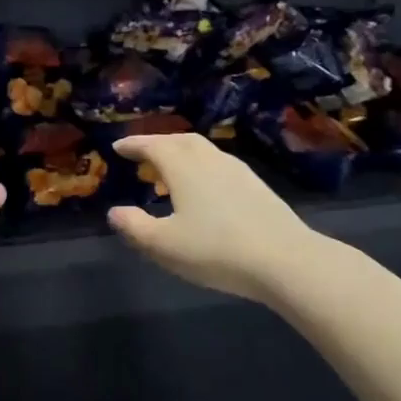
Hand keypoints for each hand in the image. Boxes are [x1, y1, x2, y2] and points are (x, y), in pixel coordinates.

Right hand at [106, 134, 321, 304]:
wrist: (285, 260)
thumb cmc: (216, 250)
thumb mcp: (164, 245)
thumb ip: (135, 227)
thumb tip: (115, 212)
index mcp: (184, 167)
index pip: (153, 146)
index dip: (133, 145)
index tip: (117, 147)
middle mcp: (209, 160)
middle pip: (180, 141)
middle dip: (157, 143)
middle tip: (142, 155)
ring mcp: (237, 171)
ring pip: (202, 151)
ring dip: (181, 154)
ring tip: (169, 172)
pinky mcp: (256, 186)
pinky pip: (218, 164)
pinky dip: (201, 167)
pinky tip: (203, 189)